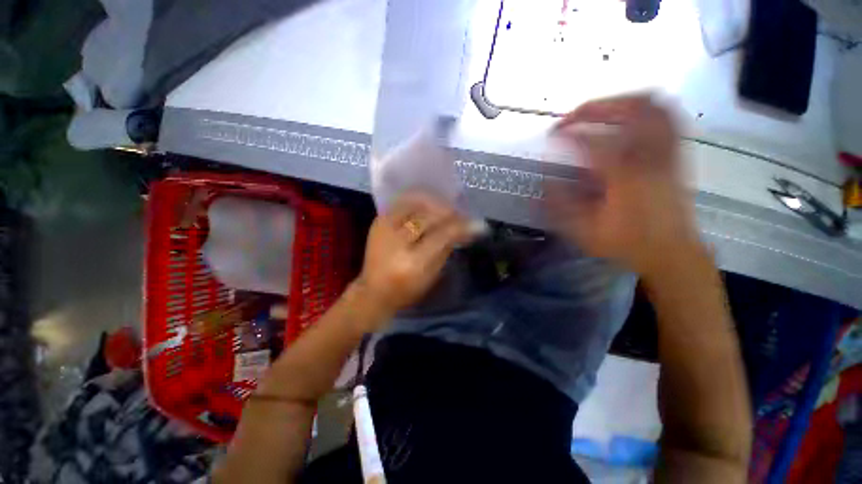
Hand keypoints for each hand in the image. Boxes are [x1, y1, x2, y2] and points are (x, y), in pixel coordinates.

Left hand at [354, 192, 473, 325]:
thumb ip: (447, 248)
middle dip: (450, 213)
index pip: (442, 235)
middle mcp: (396, 241)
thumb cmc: (406, 290)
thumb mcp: (432, 275)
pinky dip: (419, 200)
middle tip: (462, 215)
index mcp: (412, 262)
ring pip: (415, 203)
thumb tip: (465, 229)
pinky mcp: (378, 221)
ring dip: (435, 203)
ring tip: (448, 208)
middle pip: (429, 216)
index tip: (477, 224)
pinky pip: (402, 201)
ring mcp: (384, 227)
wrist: (373, 290)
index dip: (461, 226)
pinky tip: (430, 204)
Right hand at [548, 95, 701, 277]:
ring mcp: (667, 153)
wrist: (671, 252)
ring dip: (623, 102)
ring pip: (653, 107)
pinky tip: (630, 116)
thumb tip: (546, 178)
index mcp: (623, 177)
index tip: (553, 134)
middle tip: (575, 115)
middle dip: (597, 106)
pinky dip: (647, 108)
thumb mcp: (585, 231)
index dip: (569, 132)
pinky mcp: (676, 155)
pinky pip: (668, 117)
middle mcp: (649, 157)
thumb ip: (562, 204)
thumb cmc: (626, 243)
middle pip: (629, 110)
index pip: (592, 140)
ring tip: (600, 110)